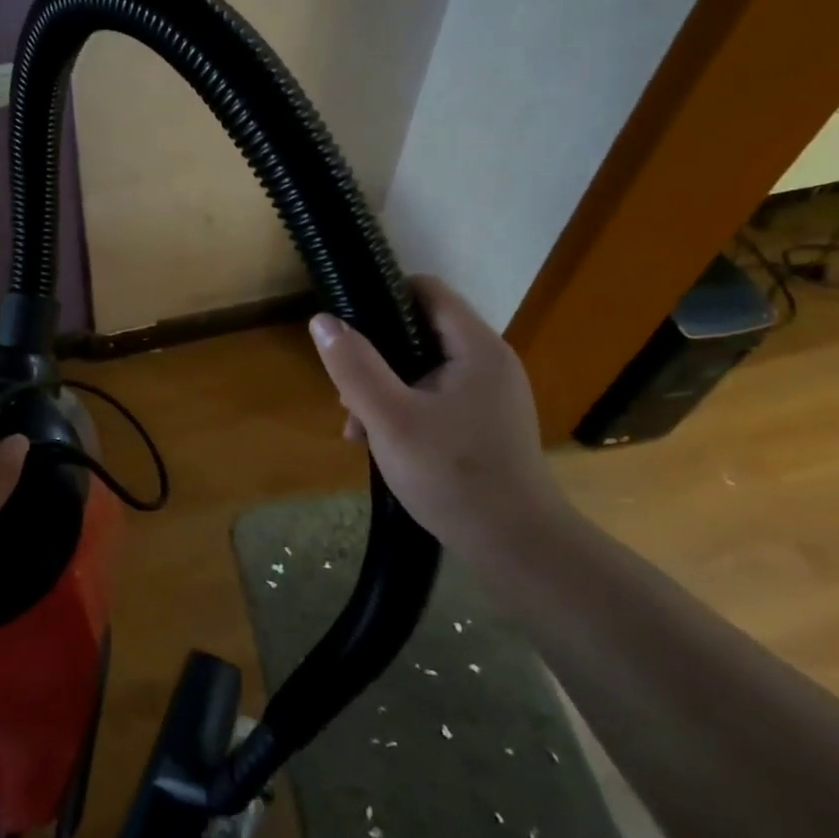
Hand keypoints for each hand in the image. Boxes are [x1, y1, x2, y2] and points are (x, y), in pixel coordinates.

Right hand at [308, 276, 565, 553]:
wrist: (516, 547)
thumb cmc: (451, 475)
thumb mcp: (388, 418)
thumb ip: (354, 366)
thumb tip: (322, 320)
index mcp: (475, 347)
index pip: (425, 289)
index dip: (381, 297)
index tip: (347, 329)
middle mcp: (488, 360)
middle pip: (419, 330)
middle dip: (375, 356)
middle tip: (347, 394)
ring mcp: (490, 393)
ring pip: (422, 367)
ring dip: (384, 388)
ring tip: (357, 427)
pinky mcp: (485, 421)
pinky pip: (436, 396)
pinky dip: (405, 408)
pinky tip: (380, 442)